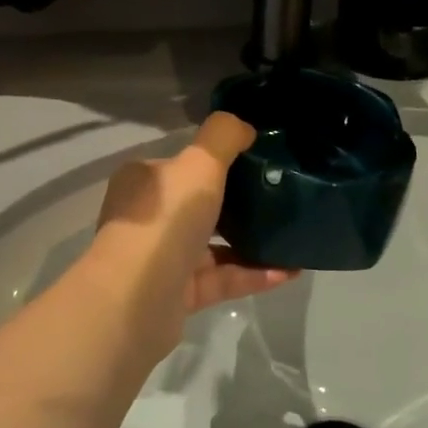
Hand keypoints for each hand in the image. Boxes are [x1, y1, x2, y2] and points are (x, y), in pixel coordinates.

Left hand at [86, 112, 297, 358]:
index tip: (255, 159)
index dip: (214, 161)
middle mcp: (148, 217)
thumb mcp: (199, 163)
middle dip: (237, 202)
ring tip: (291, 233)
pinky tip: (289, 271)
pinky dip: (252, 273)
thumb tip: (244, 128)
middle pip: (198, 204)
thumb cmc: (166, 220)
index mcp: (144, 181)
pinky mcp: (177, 294)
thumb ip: (223, 137)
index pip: (181, 164)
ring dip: (250, 240)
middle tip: (279, 195)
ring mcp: (160, 258)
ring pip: (212, 244)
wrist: (136, 300)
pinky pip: (221, 278)